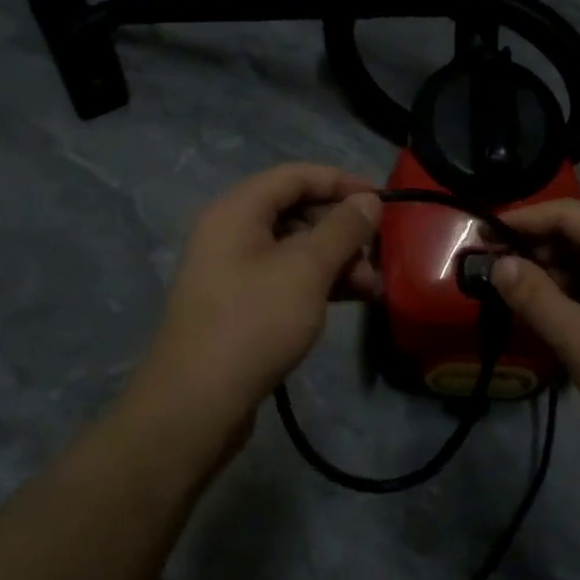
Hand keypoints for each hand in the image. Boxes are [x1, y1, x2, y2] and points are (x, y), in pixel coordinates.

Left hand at [128, 164, 380, 444]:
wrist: (196, 403)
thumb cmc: (255, 322)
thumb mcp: (307, 269)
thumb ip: (342, 229)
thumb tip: (368, 201)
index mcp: (238, 210)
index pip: (296, 175)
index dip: (342, 182)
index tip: (382, 201)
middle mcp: (230, 231)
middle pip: (296, 210)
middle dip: (343, 230)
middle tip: (378, 257)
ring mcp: (232, 269)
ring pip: (294, 248)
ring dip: (336, 261)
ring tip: (370, 289)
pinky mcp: (239, 303)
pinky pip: (284, 276)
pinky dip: (317, 283)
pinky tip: (348, 301)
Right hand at [492, 199, 579, 453]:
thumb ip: (534, 297)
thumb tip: (496, 264)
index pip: (567, 213)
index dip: (522, 219)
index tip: (480, 235)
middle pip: (575, 234)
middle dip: (530, 247)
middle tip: (486, 266)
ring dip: (544, 272)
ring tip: (504, 289)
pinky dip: (563, 293)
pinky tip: (538, 310)